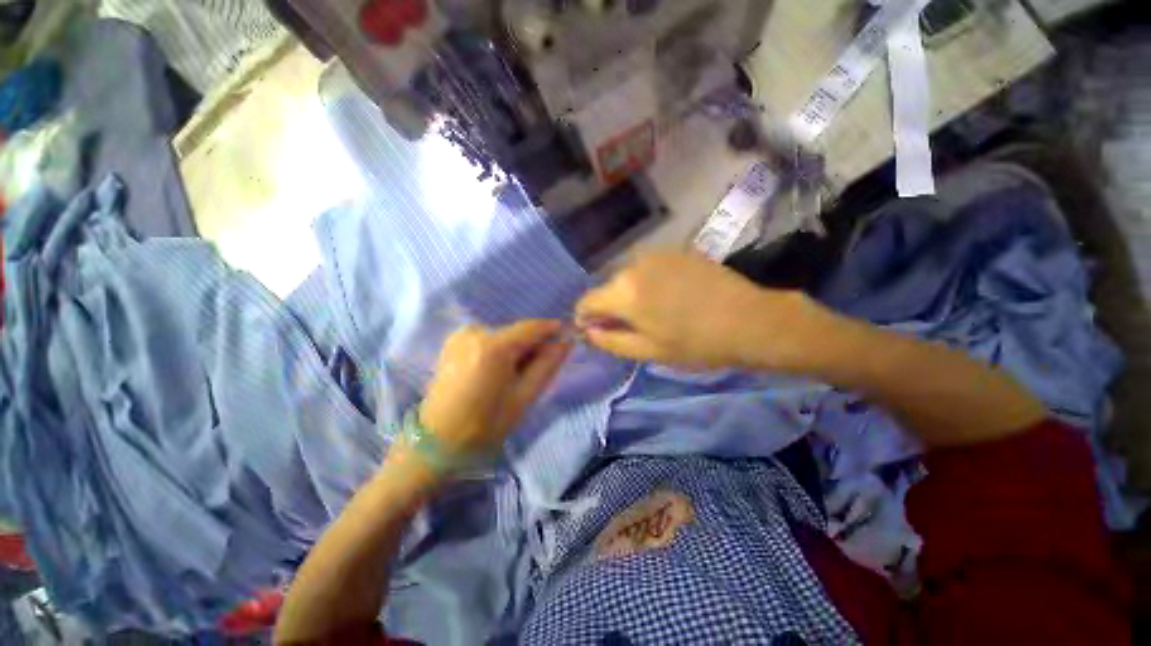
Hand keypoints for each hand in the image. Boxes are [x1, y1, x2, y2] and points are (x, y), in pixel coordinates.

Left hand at [418, 320, 571, 456]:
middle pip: (516, 332)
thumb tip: (565, 343)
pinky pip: (487, 339)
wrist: (437, 441)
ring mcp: (460, 335)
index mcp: (494, 346)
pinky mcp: (452, 342)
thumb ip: (547, 365)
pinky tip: (496, 371)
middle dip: (532, 345)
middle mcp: (475, 332)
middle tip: (540, 367)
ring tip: (515, 374)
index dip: (551, 329)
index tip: (566, 335)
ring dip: (515, 349)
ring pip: (502, 336)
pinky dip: (498, 350)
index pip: (531, 327)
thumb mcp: (524, 396)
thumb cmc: (485, 424)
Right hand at [575, 252, 814, 370]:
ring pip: (628, 277)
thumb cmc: (695, 343)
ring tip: (654, 312)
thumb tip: (587, 331)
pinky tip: (670, 296)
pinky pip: (648, 268)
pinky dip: (648, 283)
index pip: (586, 302)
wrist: (749, 319)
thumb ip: (610, 340)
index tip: (595, 330)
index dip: (585, 318)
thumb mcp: (647, 351)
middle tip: (632, 327)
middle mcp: (633, 265)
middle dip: (611, 307)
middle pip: (608, 288)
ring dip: (631, 294)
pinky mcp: (674, 251)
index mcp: (623, 292)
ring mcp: (655, 254)